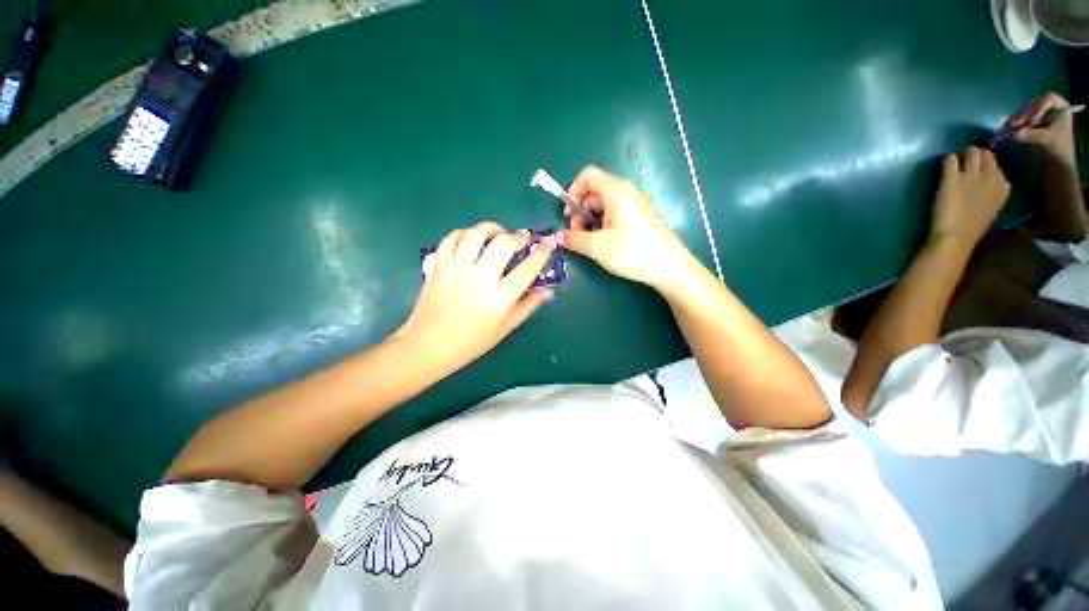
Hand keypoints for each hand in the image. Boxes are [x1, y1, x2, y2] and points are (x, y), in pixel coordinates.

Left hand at [396, 221, 554, 372]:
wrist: (429, 345)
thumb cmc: (472, 341)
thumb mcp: (505, 328)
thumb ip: (528, 306)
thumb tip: (547, 291)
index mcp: (499, 298)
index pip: (527, 269)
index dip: (541, 253)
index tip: (549, 243)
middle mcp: (480, 278)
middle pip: (503, 244)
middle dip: (517, 236)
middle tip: (522, 237)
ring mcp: (456, 269)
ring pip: (476, 234)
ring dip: (491, 228)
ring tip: (497, 233)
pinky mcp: (438, 265)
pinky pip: (452, 238)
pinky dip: (464, 233)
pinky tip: (471, 239)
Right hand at [557, 166, 690, 288]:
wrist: (670, 267)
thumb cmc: (632, 252)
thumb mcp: (597, 247)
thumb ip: (574, 239)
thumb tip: (557, 237)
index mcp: (616, 191)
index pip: (588, 175)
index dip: (573, 191)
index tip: (568, 215)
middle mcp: (627, 192)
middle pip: (595, 191)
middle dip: (581, 210)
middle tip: (577, 234)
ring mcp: (637, 204)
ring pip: (605, 204)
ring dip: (592, 220)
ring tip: (590, 242)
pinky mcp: (642, 217)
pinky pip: (617, 213)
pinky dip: (605, 223)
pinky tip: (605, 243)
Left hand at [931, 147, 1009, 249]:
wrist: (956, 238)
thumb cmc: (972, 227)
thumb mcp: (992, 207)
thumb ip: (993, 191)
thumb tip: (989, 178)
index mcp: (1004, 186)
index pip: (997, 164)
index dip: (986, 162)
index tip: (977, 165)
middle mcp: (991, 176)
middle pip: (985, 154)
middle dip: (974, 154)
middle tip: (964, 159)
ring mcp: (971, 176)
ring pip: (970, 152)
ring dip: (961, 153)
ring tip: (954, 160)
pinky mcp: (952, 178)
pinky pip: (950, 159)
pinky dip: (946, 160)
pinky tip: (943, 166)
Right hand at [1006, 92, 1077, 167]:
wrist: (1057, 158)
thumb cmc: (1058, 147)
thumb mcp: (1048, 140)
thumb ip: (1033, 135)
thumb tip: (1015, 134)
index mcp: (1060, 107)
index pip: (1049, 98)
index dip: (1039, 107)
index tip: (1032, 121)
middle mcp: (1050, 107)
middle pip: (1034, 104)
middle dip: (1025, 114)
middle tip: (1016, 124)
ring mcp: (1040, 114)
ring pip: (1026, 111)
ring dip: (1018, 119)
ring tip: (1011, 128)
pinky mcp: (1032, 121)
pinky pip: (1022, 118)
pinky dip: (1016, 123)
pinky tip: (1010, 129)